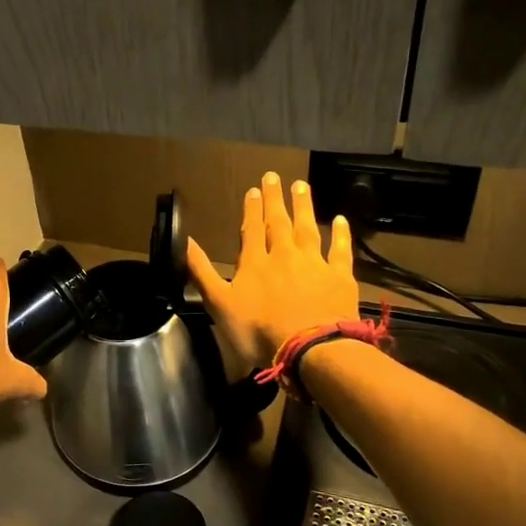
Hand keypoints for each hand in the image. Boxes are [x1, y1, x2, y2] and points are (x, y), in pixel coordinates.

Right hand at [186, 172, 358, 378]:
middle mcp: (284, 255)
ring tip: (301, 185)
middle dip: (275, 199)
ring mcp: (314, 264)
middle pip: (278, 222)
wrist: (310, 349)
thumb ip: (201, 272)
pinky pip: (340, 250)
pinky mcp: (339, 277)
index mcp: (254, 263)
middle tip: (275, 176)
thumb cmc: (259, 331)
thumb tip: (184, 241)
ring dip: (303, 206)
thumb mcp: (219, 304)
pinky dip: (341, 234)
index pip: (251, 229)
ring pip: (307, 229)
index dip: (251, 209)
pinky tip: (341, 220)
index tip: (254, 189)